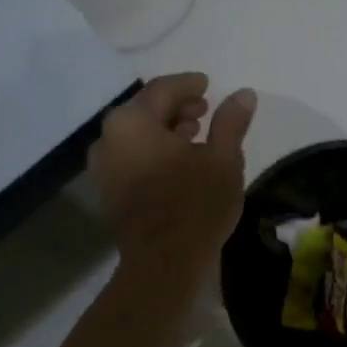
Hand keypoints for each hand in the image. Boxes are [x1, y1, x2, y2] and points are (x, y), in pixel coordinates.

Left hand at [89, 74, 256, 271]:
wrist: (164, 263)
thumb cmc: (196, 204)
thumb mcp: (224, 158)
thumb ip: (231, 121)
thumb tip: (243, 93)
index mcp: (132, 122)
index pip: (163, 89)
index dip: (188, 84)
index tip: (208, 85)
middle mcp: (109, 138)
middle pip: (145, 110)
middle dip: (176, 106)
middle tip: (205, 110)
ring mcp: (103, 167)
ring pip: (137, 134)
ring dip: (165, 129)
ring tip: (195, 135)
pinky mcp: (107, 190)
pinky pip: (130, 156)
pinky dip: (153, 151)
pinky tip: (178, 161)